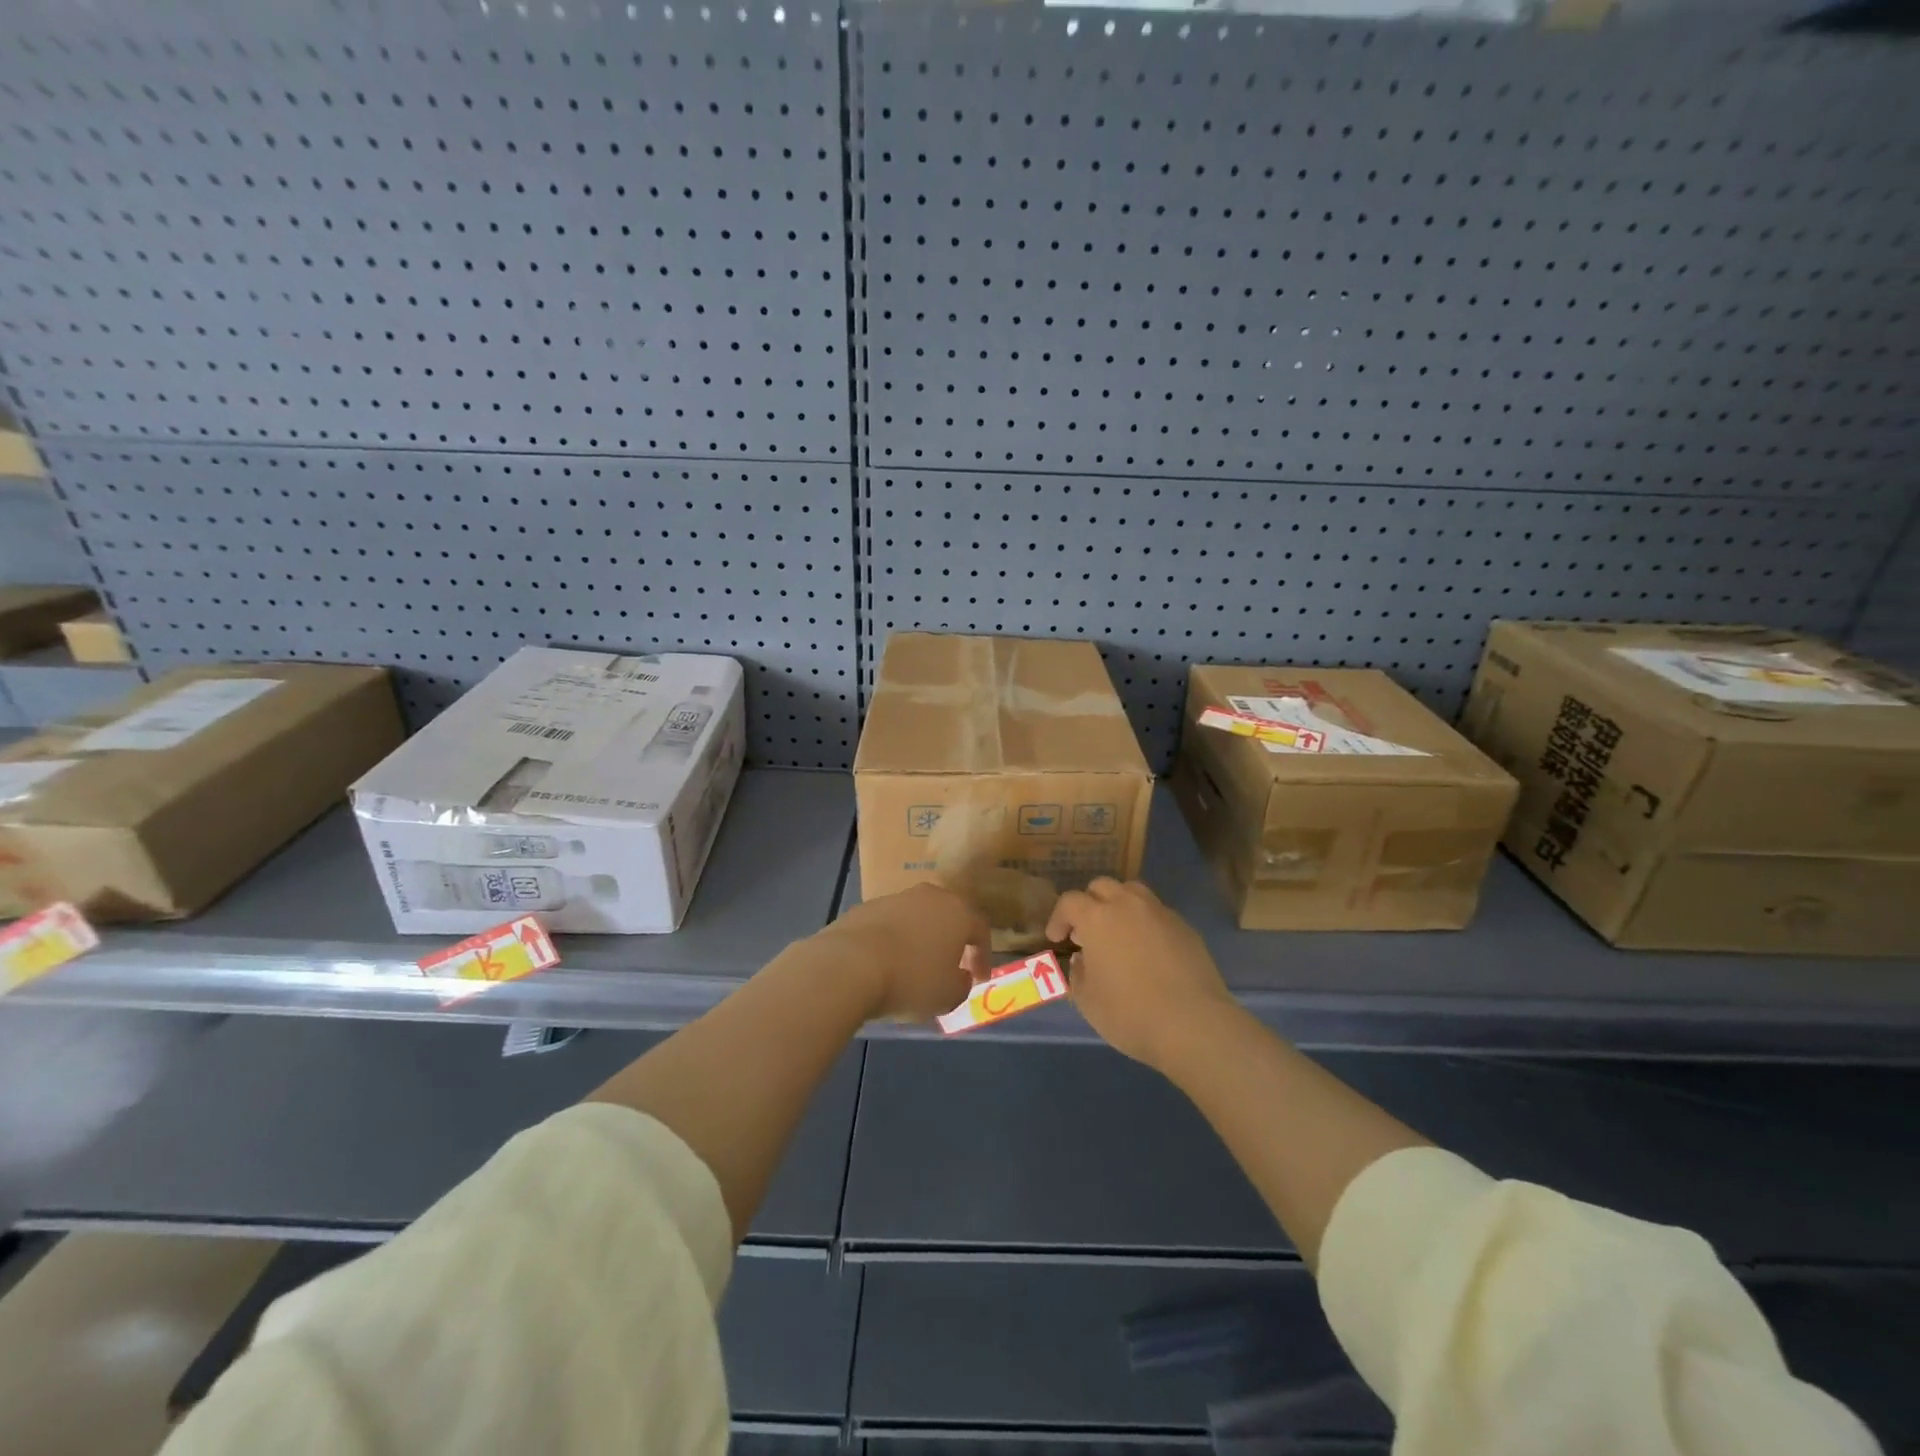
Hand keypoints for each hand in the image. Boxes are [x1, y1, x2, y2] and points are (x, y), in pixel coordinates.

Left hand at [818, 883, 990, 1022]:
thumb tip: (959, 976)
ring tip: (913, 967)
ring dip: (919, 939)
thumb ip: (962, 984)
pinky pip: (888, 925)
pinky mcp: (864, 907)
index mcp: (957, 911)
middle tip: (950, 966)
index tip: (980, 979)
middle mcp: (929, 896)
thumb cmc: (911, 979)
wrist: (849, 964)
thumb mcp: (949, 995)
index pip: (980, 930)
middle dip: (951, 940)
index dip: (983, 956)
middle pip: (947, 916)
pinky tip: (885, 964)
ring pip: (916, 918)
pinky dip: (892, 942)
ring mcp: (894, 898)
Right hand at [1046, 878, 1236, 1070]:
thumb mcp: (1087, 1001)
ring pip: (1133, 892)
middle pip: (1102, 886)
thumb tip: (1083, 960)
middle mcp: (1128, 905)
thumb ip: (1077, 974)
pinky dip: (1146, 923)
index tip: (1057, 939)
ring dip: (1119, 905)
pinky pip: (1158, 913)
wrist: (1193, 1024)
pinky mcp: (1185, 927)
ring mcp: (1160, 913)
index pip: (1070, 901)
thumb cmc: (1130, 1013)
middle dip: (1089, 904)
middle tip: (1087, 933)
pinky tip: (1149, 951)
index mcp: (1098, 917)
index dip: (1059, 918)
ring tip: (1118, 934)